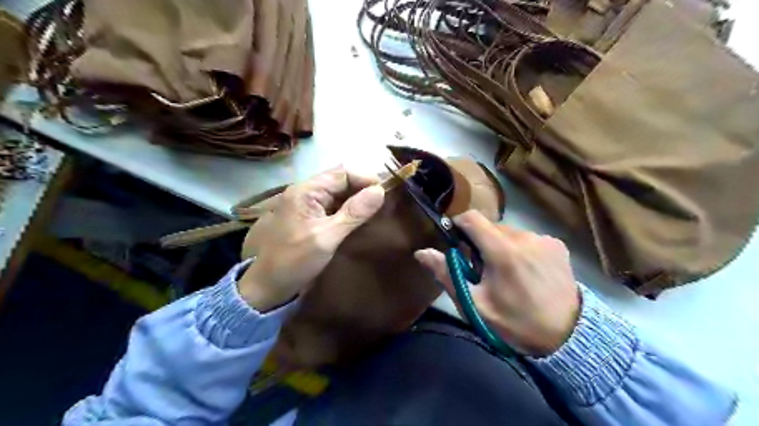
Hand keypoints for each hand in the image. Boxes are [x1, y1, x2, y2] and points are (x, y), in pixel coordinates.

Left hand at [237, 166, 385, 312]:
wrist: (266, 286)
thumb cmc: (294, 261)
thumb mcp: (326, 237)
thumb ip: (353, 213)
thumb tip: (380, 191)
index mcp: (306, 191)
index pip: (342, 173)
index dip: (365, 179)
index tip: (386, 194)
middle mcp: (306, 192)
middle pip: (340, 180)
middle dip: (363, 188)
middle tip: (384, 203)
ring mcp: (307, 205)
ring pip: (338, 193)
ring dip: (357, 199)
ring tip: (377, 210)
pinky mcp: (310, 217)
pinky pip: (333, 206)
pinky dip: (349, 209)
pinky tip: (361, 218)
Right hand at [415, 210, 581, 355]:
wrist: (568, 336)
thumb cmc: (515, 322)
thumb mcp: (475, 305)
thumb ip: (447, 274)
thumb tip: (421, 252)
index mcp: (503, 251)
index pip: (472, 218)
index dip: (458, 224)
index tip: (456, 240)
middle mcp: (525, 237)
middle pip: (490, 226)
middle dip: (479, 240)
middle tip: (481, 268)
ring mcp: (544, 239)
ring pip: (509, 232)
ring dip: (500, 244)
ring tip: (506, 272)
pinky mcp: (557, 244)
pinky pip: (528, 238)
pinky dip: (519, 248)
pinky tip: (526, 271)